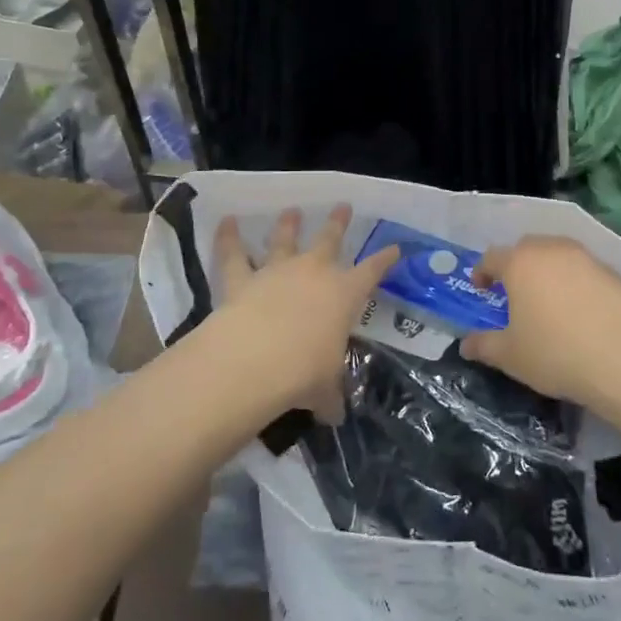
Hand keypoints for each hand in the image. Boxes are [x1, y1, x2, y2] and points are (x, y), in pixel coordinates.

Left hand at [209, 205, 397, 422]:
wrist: (257, 359)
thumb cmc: (304, 372)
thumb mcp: (325, 389)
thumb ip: (329, 396)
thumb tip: (333, 414)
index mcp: (344, 295)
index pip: (372, 272)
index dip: (384, 260)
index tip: (394, 248)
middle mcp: (314, 273)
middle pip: (329, 240)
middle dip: (338, 223)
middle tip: (343, 206)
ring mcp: (277, 272)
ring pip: (284, 240)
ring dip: (288, 224)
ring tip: (292, 210)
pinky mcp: (242, 279)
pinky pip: (234, 254)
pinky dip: (228, 237)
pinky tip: (226, 221)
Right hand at [462, 237, 620, 418]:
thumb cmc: (557, 353)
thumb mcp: (511, 356)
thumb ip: (484, 345)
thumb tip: (465, 344)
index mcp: (521, 263)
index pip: (492, 257)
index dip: (482, 272)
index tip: (481, 288)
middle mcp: (552, 250)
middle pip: (526, 248)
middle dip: (516, 265)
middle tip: (514, 292)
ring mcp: (586, 258)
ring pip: (558, 255)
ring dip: (547, 271)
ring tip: (548, 300)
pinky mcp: (614, 273)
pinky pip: (584, 270)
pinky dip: (575, 283)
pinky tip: (580, 312)